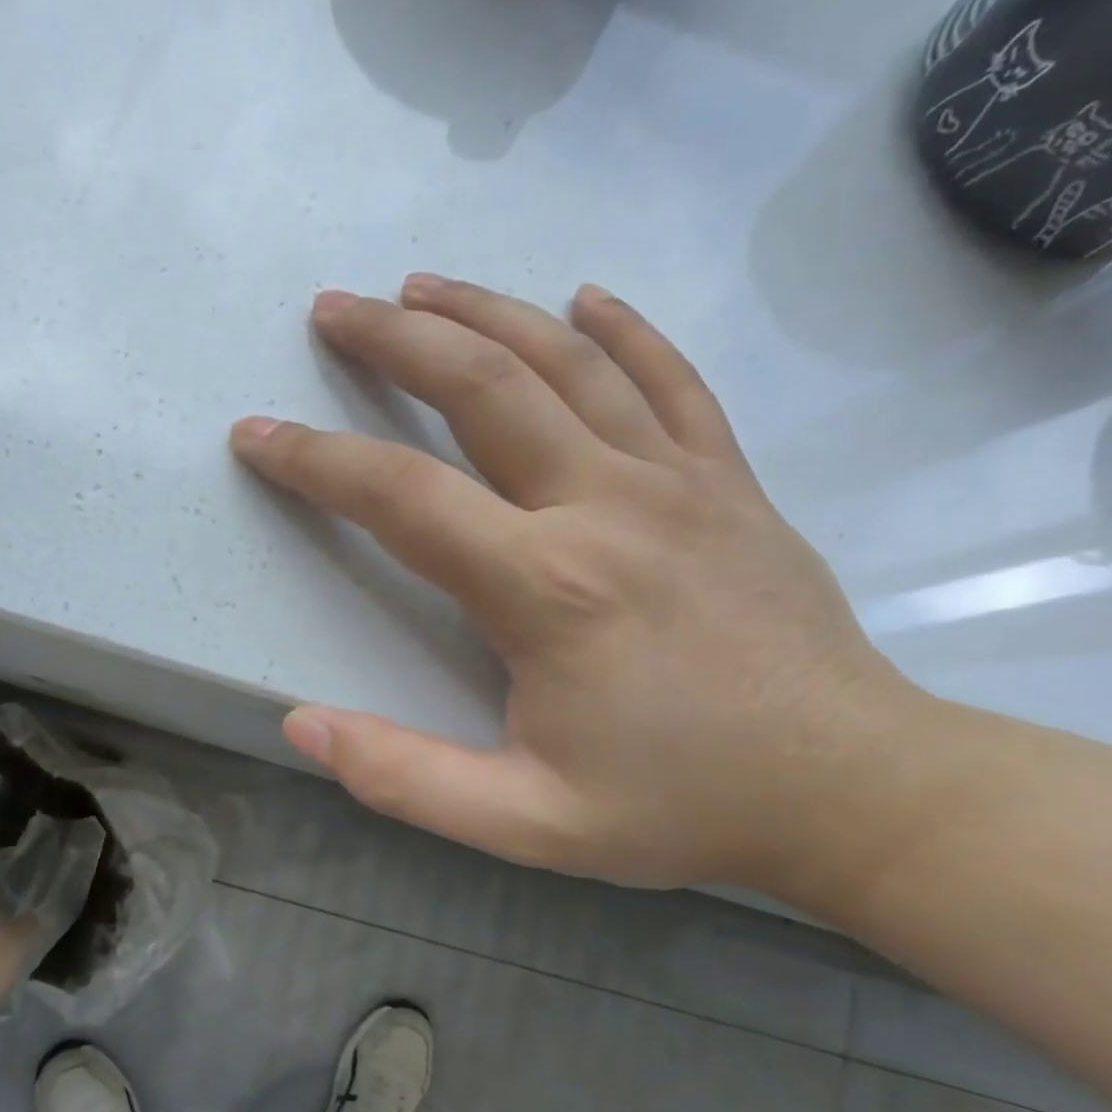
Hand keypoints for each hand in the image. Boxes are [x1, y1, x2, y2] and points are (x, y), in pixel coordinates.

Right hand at [229, 276, 924, 891]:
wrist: (855, 791)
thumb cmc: (681, 807)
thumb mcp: (526, 824)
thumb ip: (406, 777)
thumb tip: (302, 725)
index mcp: (545, 586)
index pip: (399, 495)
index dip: (314, 461)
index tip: (257, 435)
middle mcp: (604, 505)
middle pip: (481, 386)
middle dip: (393, 341)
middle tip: (332, 310)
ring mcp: (677, 480)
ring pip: (566, 361)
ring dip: (484, 311)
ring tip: (419, 286)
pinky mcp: (728, 481)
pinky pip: (670, 380)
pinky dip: (622, 330)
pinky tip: (583, 298)